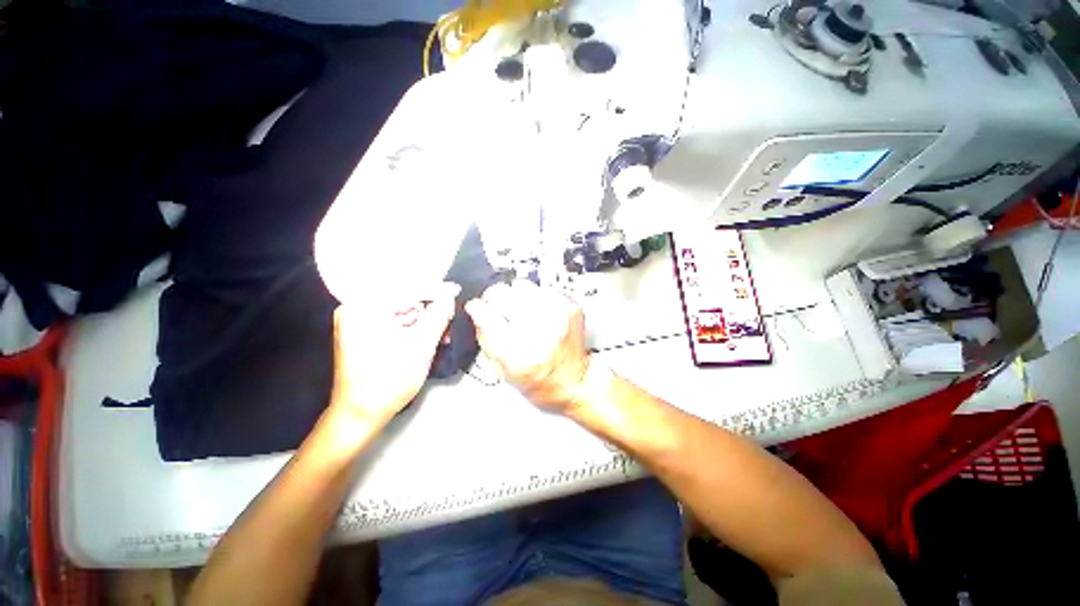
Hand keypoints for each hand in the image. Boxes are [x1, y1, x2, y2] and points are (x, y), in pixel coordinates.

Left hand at [329, 282, 458, 426]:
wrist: (360, 415)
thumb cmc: (389, 380)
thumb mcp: (421, 346)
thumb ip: (438, 316)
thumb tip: (449, 297)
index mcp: (363, 307)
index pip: (405, 289)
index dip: (435, 290)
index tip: (456, 290)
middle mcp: (356, 308)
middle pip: (402, 298)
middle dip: (429, 309)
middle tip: (449, 318)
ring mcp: (358, 321)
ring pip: (400, 311)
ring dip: (423, 320)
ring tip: (442, 332)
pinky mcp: (363, 332)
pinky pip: (393, 321)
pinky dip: (412, 327)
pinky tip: (427, 336)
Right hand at [465, 281, 590, 411]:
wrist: (574, 381)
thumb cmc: (541, 382)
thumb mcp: (502, 371)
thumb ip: (485, 339)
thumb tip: (477, 313)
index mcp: (518, 353)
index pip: (486, 314)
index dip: (477, 307)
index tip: (476, 307)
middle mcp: (539, 331)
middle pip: (503, 293)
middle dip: (495, 297)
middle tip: (497, 307)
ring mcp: (557, 316)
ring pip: (522, 285)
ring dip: (516, 296)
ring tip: (519, 311)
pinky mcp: (570, 307)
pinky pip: (542, 289)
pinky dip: (535, 297)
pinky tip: (537, 312)